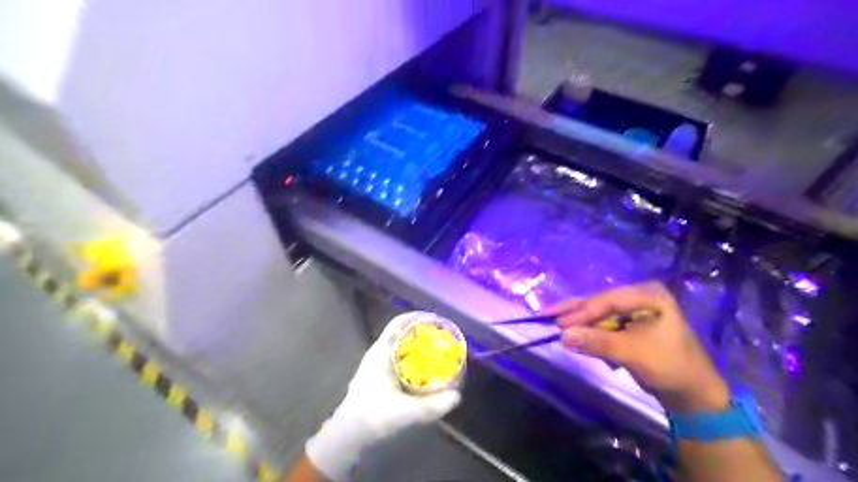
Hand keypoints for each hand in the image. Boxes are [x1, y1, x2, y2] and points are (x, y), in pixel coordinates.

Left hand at [305, 311, 457, 479]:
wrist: (347, 436)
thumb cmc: (373, 417)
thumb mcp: (406, 412)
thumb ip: (433, 405)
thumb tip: (457, 396)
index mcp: (381, 352)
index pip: (398, 324)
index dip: (417, 318)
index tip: (437, 320)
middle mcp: (377, 354)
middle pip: (401, 334)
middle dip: (422, 333)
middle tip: (442, 337)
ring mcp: (375, 366)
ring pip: (399, 348)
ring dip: (417, 347)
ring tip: (437, 352)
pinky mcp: (376, 378)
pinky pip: (398, 360)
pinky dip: (412, 360)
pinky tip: (424, 372)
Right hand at [553, 282, 726, 412]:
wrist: (692, 393)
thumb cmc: (669, 366)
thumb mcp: (632, 353)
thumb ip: (597, 342)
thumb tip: (561, 335)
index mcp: (647, 294)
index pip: (607, 300)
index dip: (581, 312)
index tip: (557, 324)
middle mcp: (638, 296)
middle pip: (598, 303)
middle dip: (573, 313)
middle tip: (544, 316)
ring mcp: (633, 310)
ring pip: (597, 313)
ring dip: (577, 322)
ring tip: (551, 322)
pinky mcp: (628, 324)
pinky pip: (602, 324)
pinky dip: (587, 331)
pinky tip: (571, 331)